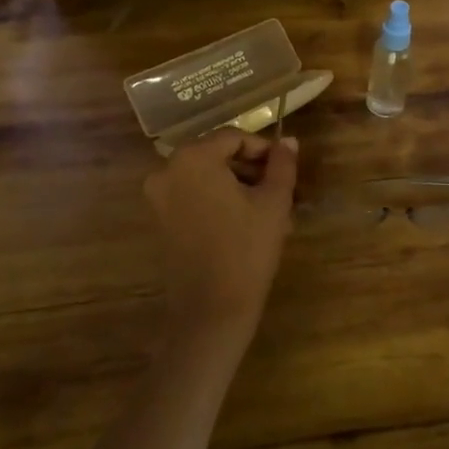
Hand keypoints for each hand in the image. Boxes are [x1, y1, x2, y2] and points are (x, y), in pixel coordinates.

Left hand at [144, 130, 299, 342]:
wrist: (211, 310)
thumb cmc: (247, 249)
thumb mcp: (274, 202)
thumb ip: (282, 165)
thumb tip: (289, 141)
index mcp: (193, 158)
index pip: (234, 138)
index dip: (263, 149)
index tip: (285, 168)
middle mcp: (168, 170)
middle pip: (217, 156)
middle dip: (250, 169)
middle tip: (279, 190)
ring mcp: (159, 197)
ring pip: (207, 178)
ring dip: (237, 186)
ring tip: (269, 210)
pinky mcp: (160, 220)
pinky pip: (194, 197)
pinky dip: (218, 201)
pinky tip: (245, 223)